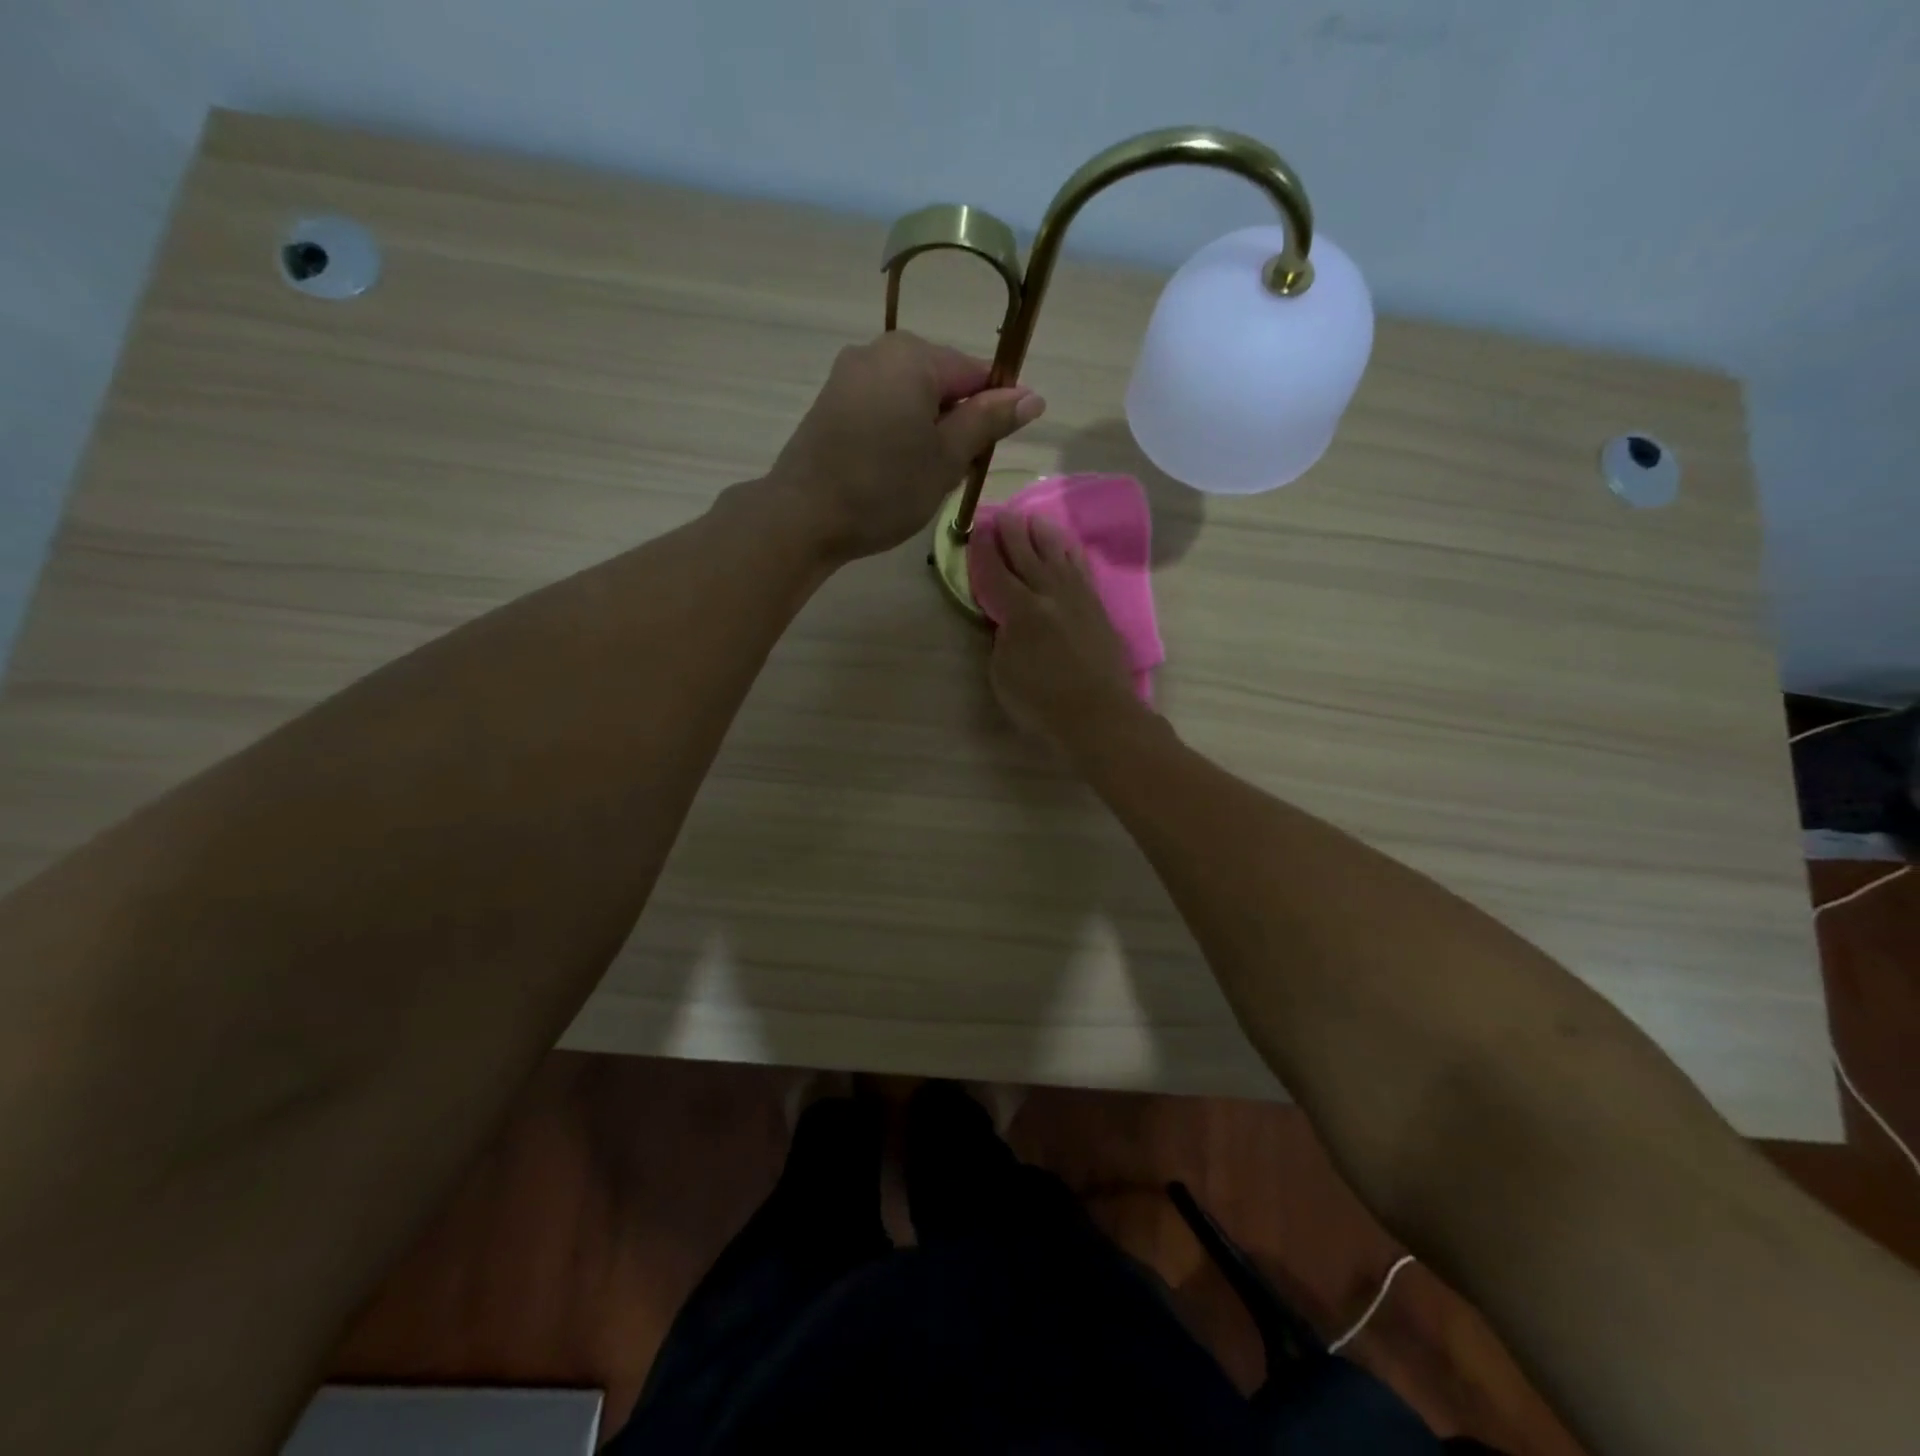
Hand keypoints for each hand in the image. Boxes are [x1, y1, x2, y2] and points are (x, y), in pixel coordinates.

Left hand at [767, 332, 1044, 562]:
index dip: (992, 412)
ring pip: (910, 397)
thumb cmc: (884, 488)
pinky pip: (882, 407)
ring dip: (926, 432)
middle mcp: (878, 350)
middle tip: (951, 473)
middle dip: (955, 423)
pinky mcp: (831, 401)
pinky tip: (891, 470)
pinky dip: (897, 433)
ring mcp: (848, 374)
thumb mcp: (947, 458)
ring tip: (920, 477)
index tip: (987, 453)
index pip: (975, 373)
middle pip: (941, 382)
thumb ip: (988, 422)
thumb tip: (1033, 396)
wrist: (804, 516)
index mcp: (913, 355)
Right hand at [977, 513, 1140, 750]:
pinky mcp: (1098, 609)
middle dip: (1013, 535)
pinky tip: (1070, 549)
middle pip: (1028, 557)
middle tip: (1004, 514)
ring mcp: (1078, 599)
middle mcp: (1050, 595)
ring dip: (1045, 537)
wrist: (1097, 714)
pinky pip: (1083, 572)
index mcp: (1021, 610)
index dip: (984, 552)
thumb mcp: (1002, 674)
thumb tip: (1008, 622)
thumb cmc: (1041, 702)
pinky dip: (1074, 557)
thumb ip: (1001, 639)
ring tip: (1036, 520)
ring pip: (1059, 558)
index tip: (978, 532)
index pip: (996, 574)